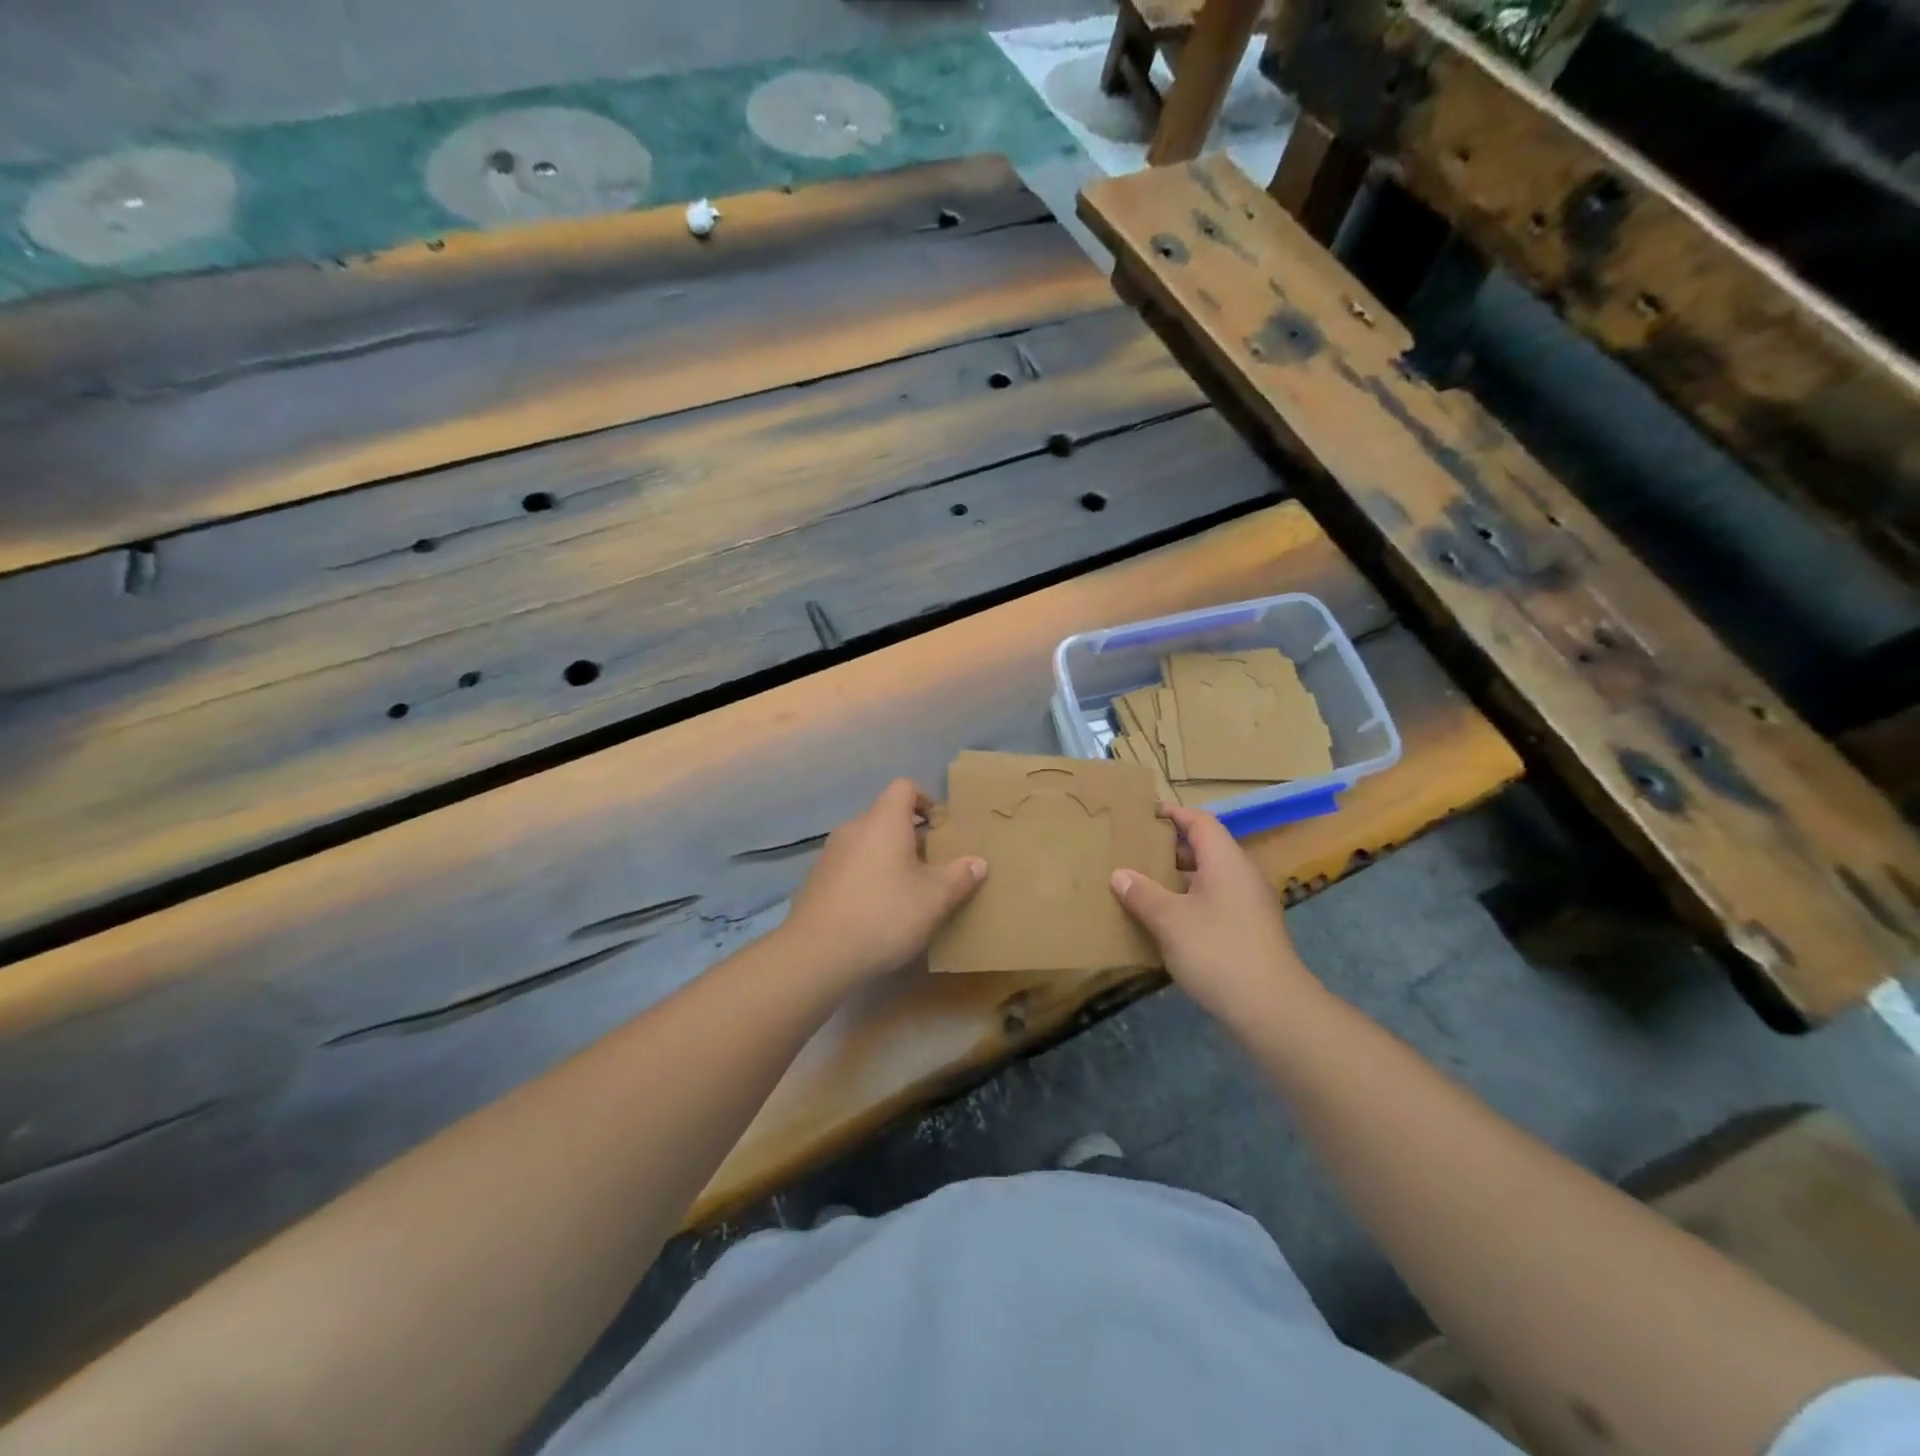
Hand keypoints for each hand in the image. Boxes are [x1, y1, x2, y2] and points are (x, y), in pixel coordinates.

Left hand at [783, 779, 987, 985]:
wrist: (817, 954)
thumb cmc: (884, 914)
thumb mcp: (935, 898)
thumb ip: (960, 876)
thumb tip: (978, 862)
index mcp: (883, 821)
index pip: (904, 787)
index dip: (926, 800)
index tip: (941, 827)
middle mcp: (854, 829)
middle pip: (886, 817)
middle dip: (911, 837)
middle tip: (933, 866)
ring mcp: (830, 854)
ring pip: (868, 844)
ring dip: (889, 859)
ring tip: (908, 891)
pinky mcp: (817, 881)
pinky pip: (851, 866)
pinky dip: (868, 877)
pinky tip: (877, 911)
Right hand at [1109, 804, 1318, 1026]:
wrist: (1271, 1008)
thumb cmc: (1217, 951)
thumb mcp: (1169, 920)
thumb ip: (1142, 893)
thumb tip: (1119, 874)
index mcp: (1226, 860)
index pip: (1200, 821)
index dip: (1173, 814)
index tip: (1144, 815)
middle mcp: (1242, 875)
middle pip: (1206, 847)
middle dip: (1171, 847)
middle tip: (1136, 850)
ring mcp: (1250, 904)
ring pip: (1211, 876)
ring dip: (1180, 877)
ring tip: (1145, 884)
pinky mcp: (1251, 930)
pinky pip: (1217, 901)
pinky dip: (1192, 900)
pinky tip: (1168, 920)